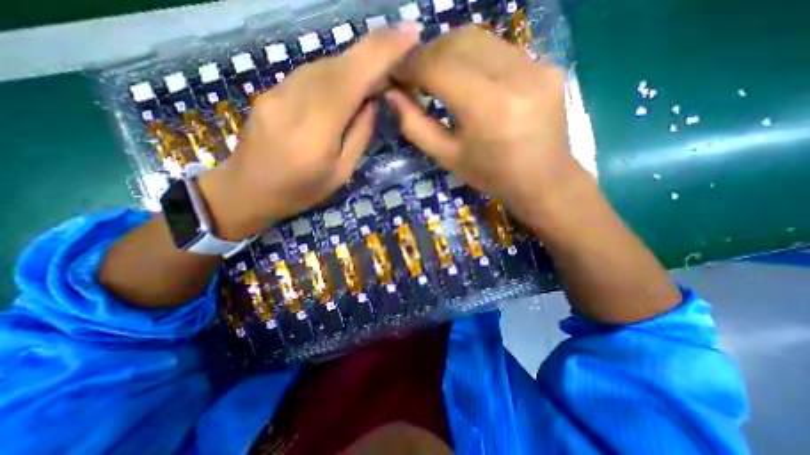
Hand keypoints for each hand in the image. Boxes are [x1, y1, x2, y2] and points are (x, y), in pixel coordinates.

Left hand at [198, 24, 421, 240]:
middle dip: (373, 55)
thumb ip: (359, 135)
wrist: (247, 190)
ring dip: (354, 67)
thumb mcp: (341, 173)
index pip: (354, 76)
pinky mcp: (271, 90)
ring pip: (325, 65)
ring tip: (372, 82)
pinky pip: (310, 74)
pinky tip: (342, 90)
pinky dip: (334, 75)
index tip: (411, 32)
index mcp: (318, 127)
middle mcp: (296, 98)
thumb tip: (371, 101)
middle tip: (396, 65)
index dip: (384, 50)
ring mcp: (278, 90)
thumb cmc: (301, 190)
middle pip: (340, 64)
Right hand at [390, 24, 592, 221]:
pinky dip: (474, 57)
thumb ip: (416, 126)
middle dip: (427, 54)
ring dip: (449, 51)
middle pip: (457, 41)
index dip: (410, 65)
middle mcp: (514, 76)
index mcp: (487, 107)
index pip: (438, 66)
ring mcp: (536, 65)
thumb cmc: (491, 176)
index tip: (395, 74)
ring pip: (479, 38)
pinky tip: (468, 78)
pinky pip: (499, 49)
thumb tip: (393, 95)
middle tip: (414, 74)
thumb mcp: (447, 158)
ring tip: (436, 74)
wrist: (543, 180)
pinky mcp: (547, 64)